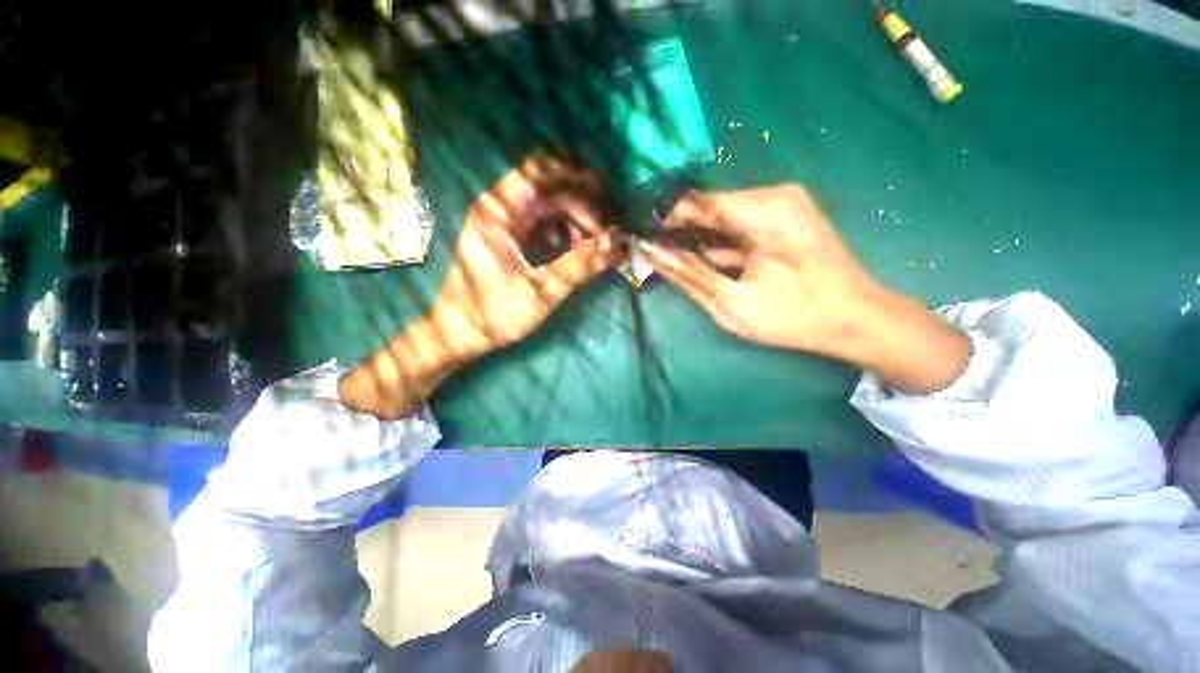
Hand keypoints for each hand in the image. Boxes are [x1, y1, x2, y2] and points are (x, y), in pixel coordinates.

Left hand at [340, 155, 623, 418]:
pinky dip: (560, 231)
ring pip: (544, 206)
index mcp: (499, 213)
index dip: (574, 176)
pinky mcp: (504, 238)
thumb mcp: (541, 292)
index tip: (603, 195)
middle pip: (546, 189)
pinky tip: (572, 250)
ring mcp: (500, 223)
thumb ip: (578, 265)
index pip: (538, 171)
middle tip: (603, 232)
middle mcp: (497, 209)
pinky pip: (538, 223)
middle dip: (579, 205)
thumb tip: (614, 243)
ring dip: (571, 219)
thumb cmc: (494, 313)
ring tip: (591, 244)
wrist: (458, 334)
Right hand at [642, 185, 968, 393]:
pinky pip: (744, 224)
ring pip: (726, 216)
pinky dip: (725, 242)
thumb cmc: (795, 316)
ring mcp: (786, 205)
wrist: (859, 319)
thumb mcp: (731, 301)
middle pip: (712, 207)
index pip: (697, 201)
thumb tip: (650, 252)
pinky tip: (716, 263)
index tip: (646, 241)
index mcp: (763, 211)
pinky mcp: (789, 218)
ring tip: (685, 263)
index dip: (667, 219)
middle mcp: (775, 196)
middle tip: (663, 258)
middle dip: (685, 232)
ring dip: (704, 239)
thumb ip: (687, 273)